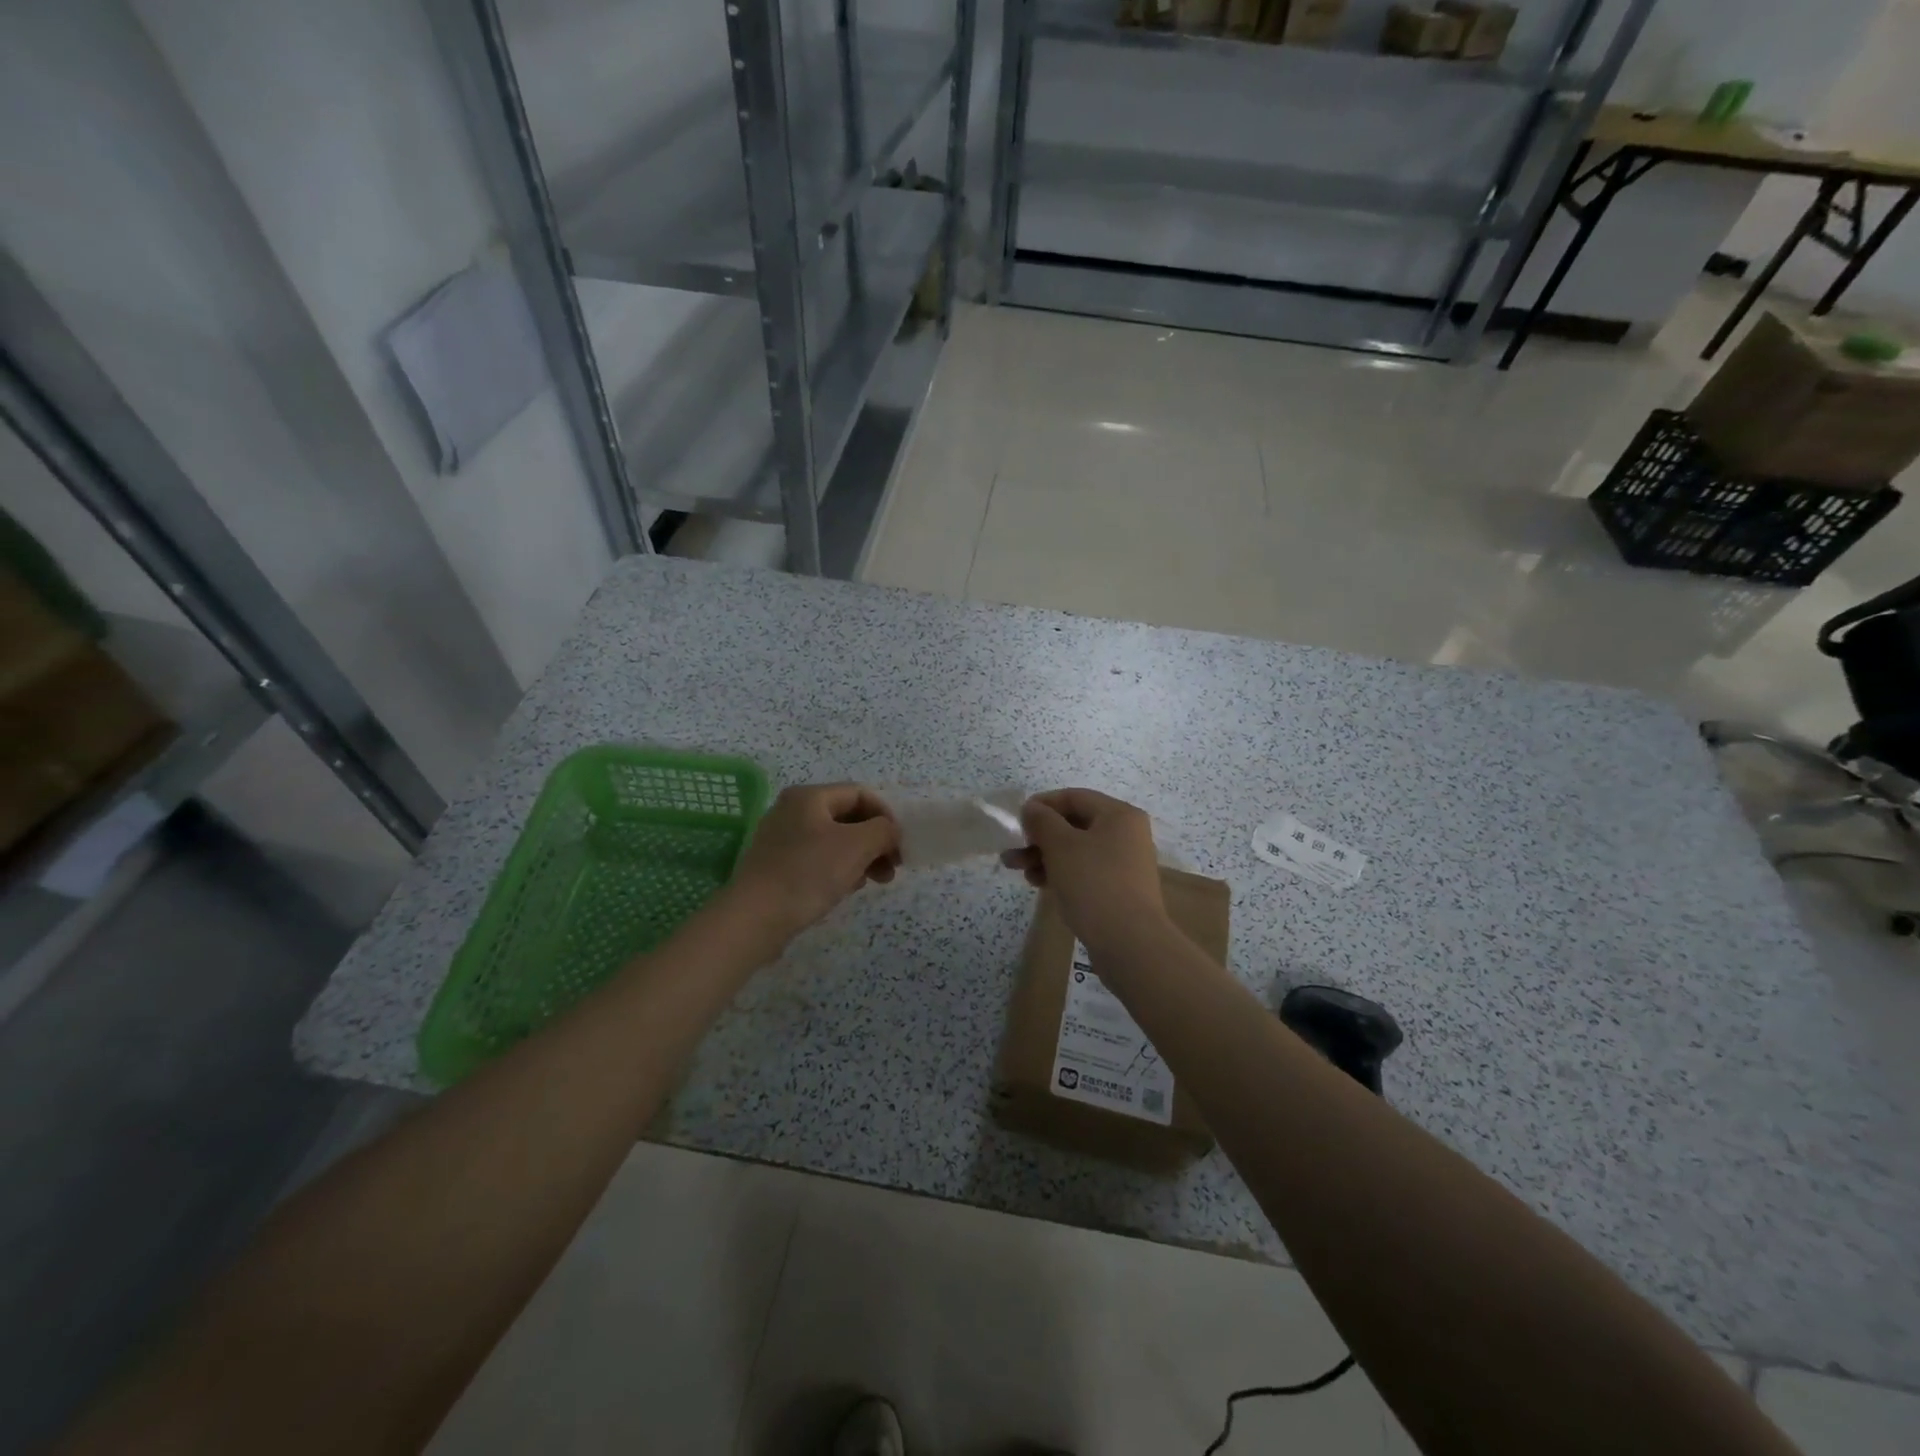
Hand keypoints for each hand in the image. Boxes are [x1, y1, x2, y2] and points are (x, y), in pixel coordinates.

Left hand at [726, 783, 900, 942]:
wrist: (755, 918)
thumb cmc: (809, 873)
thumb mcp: (857, 845)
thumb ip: (883, 830)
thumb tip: (890, 832)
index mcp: (809, 797)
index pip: (860, 794)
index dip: (886, 816)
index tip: (900, 846)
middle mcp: (792, 811)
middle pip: (847, 818)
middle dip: (875, 841)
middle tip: (891, 869)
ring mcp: (781, 839)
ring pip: (834, 841)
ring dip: (860, 858)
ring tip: (871, 882)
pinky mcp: (776, 866)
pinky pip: (817, 859)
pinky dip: (838, 870)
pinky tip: (845, 890)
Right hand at [1000, 789, 1166, 950]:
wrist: (1129, 943)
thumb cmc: (1094, 884)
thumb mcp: (1061, 846)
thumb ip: (1042, 821)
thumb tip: (1032, 808)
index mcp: (1119, 815)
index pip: (1074, 797)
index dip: (1042, 804)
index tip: (1017, 820)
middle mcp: (1126, 834)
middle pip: (1074, 824)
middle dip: (1039, 837)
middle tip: (1013, 851)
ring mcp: (1124, 863)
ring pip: (1076, 850)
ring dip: (1045, 857)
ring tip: (1019, 872)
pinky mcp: (1118, 889)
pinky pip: (1084, 871)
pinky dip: (1061, 873)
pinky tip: (1039, 884)